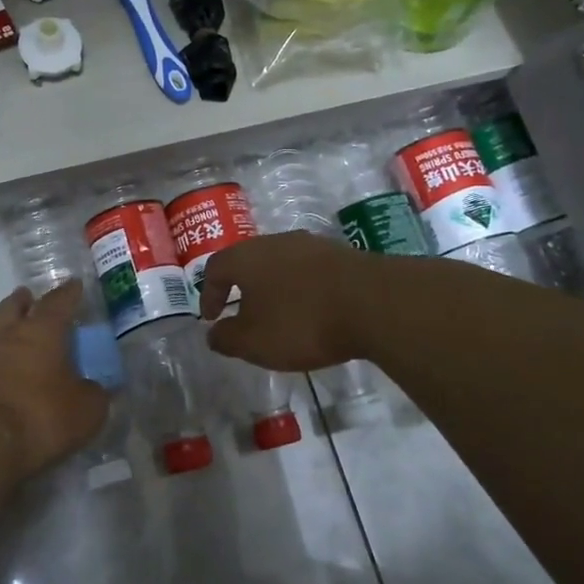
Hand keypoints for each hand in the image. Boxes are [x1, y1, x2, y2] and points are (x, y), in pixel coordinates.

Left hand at [0, 281, 111, 473]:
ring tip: (31, 339)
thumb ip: (96, 393)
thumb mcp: (87, 409)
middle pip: (15, 306)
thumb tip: (97, 388)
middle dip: (26, 300)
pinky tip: (20, 372)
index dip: (69, 292)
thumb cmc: (43, 414)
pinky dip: (9, 359)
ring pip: (2, 332)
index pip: (59, 301)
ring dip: (15, 329)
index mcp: (43, 330)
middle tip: (34, 298)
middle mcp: (13, 336)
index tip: (76, 284)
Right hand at [200, 232, 375, 370]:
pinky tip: (313, 310)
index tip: (212, 318)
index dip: (208, 294)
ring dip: (275, 287)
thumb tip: (214, 334)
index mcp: (246, 257)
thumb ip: (226, 338)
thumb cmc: (301, 322)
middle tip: (243, 312)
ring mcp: (311, 245)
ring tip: (279, 313)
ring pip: (281, 263)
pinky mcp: (341, 254)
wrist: (374, 303)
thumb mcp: (254, 342)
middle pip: (249, 261)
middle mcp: (275, 242)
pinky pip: (309, 270)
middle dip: (242, 287)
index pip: (215, 268)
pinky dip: (303, 288)